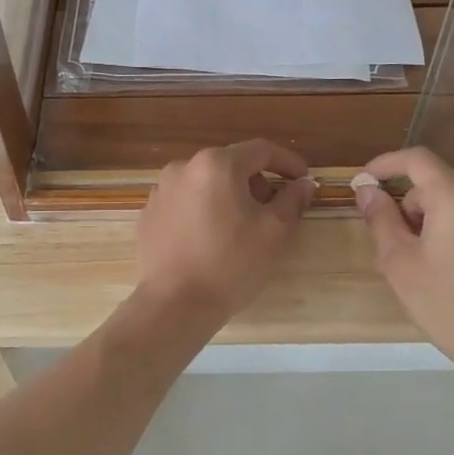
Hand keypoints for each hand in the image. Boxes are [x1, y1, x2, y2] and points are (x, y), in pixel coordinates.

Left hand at [137, 141, 315, 324]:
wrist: (174, 304)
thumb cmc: (230, 264)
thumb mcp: (274, 232)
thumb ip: (292, 200)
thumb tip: (303, 184)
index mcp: (216, 164)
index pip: (261, 150)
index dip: (288, 162)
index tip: (304, 180)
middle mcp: (183, 167)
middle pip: (231, 164)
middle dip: (257, 182)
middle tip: (274, 210)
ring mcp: (161, 190)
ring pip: (207, 183)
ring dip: (230, 196)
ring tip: (242, 227)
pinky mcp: (149, 214)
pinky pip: (186, 202)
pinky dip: (204, 210)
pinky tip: (212, 239)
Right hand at [352, 147, 453, 376]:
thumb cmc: (446, 304)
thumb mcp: (400, 263)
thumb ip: (381, 218)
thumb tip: (367, 189)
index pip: (417, 160)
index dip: (387, 164)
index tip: (367, 179)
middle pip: (439, 188)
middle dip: (413, 209)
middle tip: (397, 249)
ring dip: (439, 223)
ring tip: (430, 266)